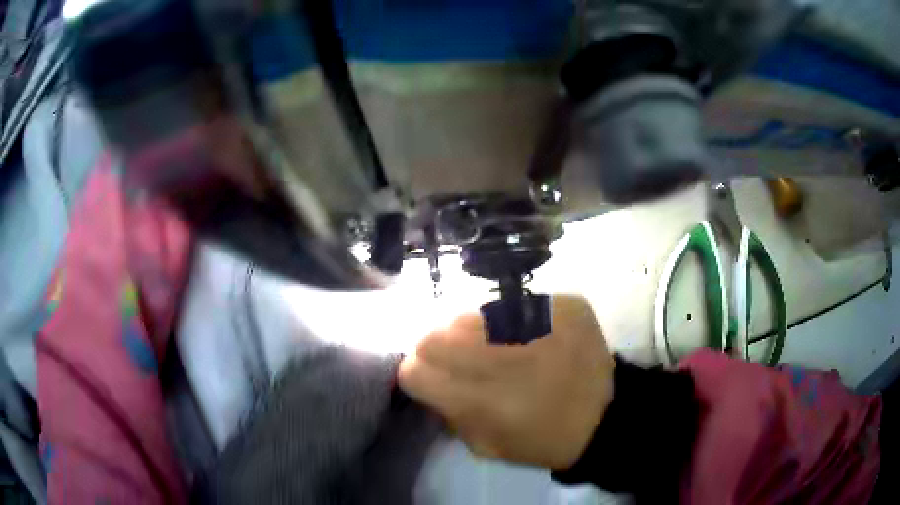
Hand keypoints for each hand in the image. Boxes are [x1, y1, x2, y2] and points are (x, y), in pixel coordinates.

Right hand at [398, 294, 614, 470]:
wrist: (605, 417)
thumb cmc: (541, 440)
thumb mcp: (484, 445)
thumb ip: (447, 413)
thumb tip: (429, 378)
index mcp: (481, 402)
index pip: (415, 370)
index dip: (418, 373)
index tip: (432, 377)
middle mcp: (505, 358)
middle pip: (436, 335)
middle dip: (439, 349)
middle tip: (462, 360)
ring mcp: (538, 325)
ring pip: (473, 313)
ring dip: (474, 331)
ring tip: (497, 346)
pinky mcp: (565, 306)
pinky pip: (516, 303)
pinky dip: (513, 320)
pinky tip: (530, 338)